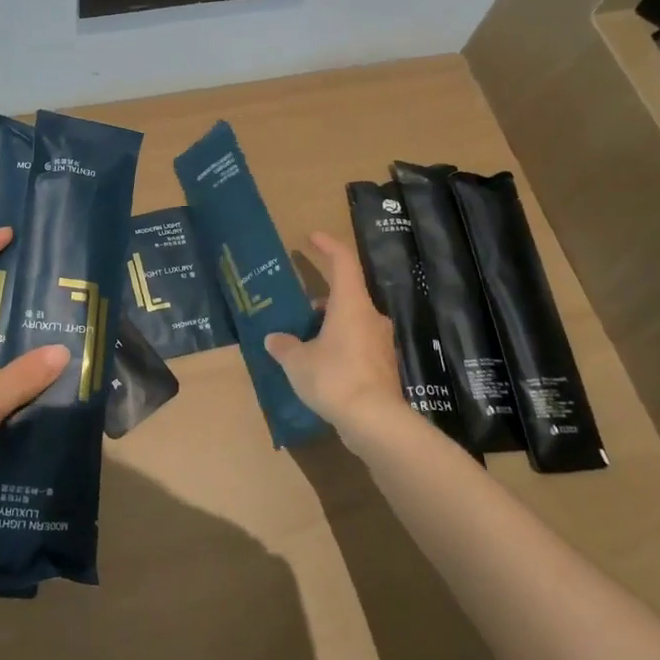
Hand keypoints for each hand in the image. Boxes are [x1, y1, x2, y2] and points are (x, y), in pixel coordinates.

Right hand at [264, 232, 413, 453]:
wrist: (375, 421)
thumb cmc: (334, 377)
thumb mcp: (298, 361)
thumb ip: (284, 346)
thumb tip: (275, 339)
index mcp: (351, 304)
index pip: (343, 261)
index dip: (328, 245)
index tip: (312, 237)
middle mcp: (371, 317)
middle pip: (347, 295)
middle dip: (322, 300)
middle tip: (299, 310)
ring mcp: (381, 343)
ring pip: (353, 323)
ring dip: (330, 326)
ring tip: (304, 343)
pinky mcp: (384, 367)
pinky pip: (358, 346)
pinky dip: (340, 348)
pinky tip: (321, 367)